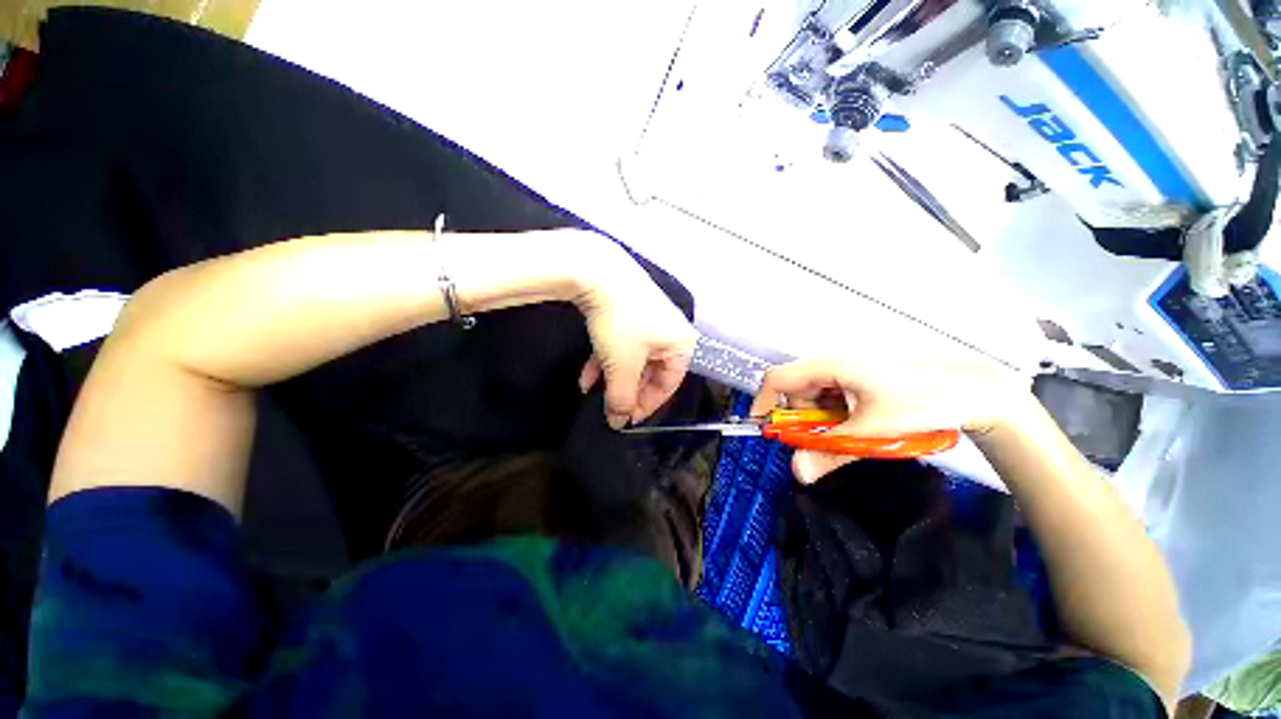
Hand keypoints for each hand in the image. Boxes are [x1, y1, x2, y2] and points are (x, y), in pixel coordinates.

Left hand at [572, 243, 697, 428]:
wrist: (598, 273)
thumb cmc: (621, 324)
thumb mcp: (623, 367)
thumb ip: (622, 398)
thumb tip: (618, 423)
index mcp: (681, 344)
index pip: (669, 384)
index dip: (648, 405)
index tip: (627, 419)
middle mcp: (670, 331)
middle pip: (650, 371)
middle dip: (627, 390)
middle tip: (611, 407)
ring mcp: (649, 318)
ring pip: (632, 358)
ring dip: (613, 377)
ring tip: (593, 393)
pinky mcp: (629, 310)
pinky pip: (622, 343)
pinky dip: (606, 359)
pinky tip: (586, 375)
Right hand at [749, 358, 1028, 482]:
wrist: (973, 391)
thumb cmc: (919, 403)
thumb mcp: (870, 432)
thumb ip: (829, 452)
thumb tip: (797, 472)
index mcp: (828, 369)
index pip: (777, 379)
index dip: (764, 402)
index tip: (764, 428)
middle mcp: (833, 367)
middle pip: (796, 391)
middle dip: (801, 419)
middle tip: (822, 441)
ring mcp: (848, 374)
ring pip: (816, 398)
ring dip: (822, 421)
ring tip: (852, 434)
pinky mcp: (861, 382)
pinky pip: (834, 399)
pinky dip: (838, 417)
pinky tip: (862, 425)